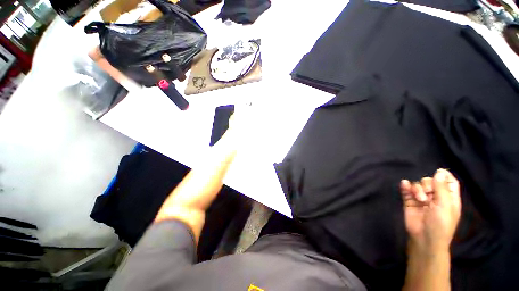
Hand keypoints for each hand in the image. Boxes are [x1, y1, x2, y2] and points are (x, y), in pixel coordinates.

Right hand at [400, 169, 461, 252]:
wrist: (424, 238)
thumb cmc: (440, 224)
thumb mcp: (445, 206)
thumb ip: (441, 188)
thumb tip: (440, 171)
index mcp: (449, 198)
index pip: (449, 182)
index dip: (444, 175)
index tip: (438, 171)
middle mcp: (436, 196)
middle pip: (431, 181)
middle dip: (427, 185)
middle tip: (427, 195)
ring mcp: (421, 198)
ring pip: (418, 185)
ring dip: (417, 188)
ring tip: (418, 198)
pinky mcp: (409, 201)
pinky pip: (407, 189)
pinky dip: (405, 186)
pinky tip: (404, 185)